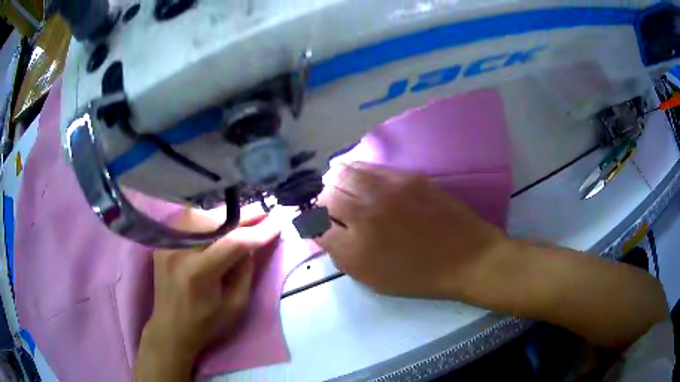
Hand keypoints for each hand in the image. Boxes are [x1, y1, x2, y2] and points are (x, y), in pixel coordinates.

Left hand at [136, 206, 279, 380]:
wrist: (170, 328)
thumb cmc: (205, 323)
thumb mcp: (235, 306)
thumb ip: (245, 272)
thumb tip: (251, 244)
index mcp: (199, 272)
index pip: (234, 242)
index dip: (258, 231)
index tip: (278, 223)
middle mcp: (180, 251)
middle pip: (216, 221)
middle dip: (243, 216)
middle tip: (263, 213)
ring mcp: (168, 244)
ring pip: (201, 215)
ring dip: (224, 216)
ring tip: (243, 219)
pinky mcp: (163, 243)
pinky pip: (188, 221)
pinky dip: (206, 220)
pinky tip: (218, 225)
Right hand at [315, 163, 507, 298]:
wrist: (466, 257)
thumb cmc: (419, 276)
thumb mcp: (373, 279)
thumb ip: (342, 255)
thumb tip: (322, 232)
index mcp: (354, 249)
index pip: (316, 226)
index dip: (313, 223)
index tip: (318, 223)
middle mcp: (365, 215)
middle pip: (326, 196)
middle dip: (322, 202)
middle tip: (329, 207)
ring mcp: (386, 191)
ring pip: (343, 174)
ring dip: (335, 180)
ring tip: (338, 184)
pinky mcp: (406, 177)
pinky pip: (368, 166)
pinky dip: (355, 169)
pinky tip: (356, 174)